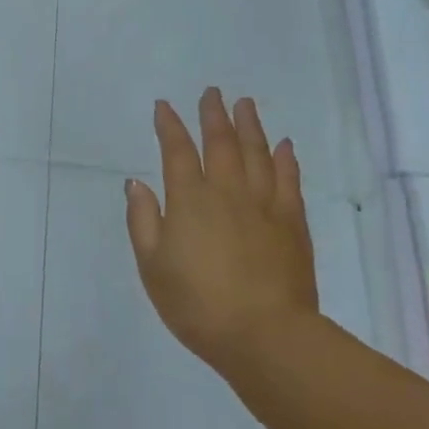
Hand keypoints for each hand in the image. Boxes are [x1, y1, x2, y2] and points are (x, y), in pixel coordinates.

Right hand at [125, 89, 318, 374]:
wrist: (265, 335)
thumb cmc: (197, 304)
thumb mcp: (152, 267)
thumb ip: (143, 221)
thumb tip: (136, 182)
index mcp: (189, 201)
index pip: (176, 152)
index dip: (169, 126)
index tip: (163, 106)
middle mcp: (227, 192)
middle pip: (221, 143)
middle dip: (213, 115)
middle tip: (212, 93)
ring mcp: (264, 205)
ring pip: (257, 153)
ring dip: (250, 125)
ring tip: (245, 104)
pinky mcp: (292, 222)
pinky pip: (288, 180)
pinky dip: (285, 159)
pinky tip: (284, 145)